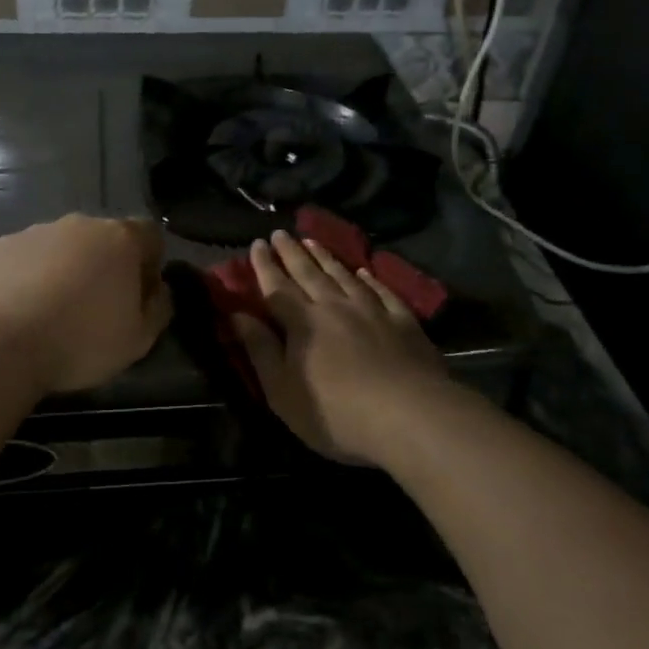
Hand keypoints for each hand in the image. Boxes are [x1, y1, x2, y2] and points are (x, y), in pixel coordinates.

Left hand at [0, 214, 171, 393]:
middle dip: (104, 265)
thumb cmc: (80, 341)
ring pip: (61, 247)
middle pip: (103, 238)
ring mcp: (35, 232)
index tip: (138, 296)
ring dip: (64, 270)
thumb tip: (160, 290)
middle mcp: (80, 224)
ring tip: (51, 313)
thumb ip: (159, 308)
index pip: (150, 234)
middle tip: (95, 308)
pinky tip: (18, 311)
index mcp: (121, 239)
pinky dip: (26, 277)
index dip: (149, 263)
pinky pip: (24, 258)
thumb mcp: (139, 340)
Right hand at [231, 230, 450, 464]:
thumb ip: (260, 350)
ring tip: (312, 241)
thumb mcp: (283, 391)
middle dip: (291, 253)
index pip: (277, 287)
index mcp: (303, 323)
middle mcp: (335, 306)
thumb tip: (237, 315)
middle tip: (280, 233)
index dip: (264, 266)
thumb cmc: (336, 413)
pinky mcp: (403, 322)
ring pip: (343, 276)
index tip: (256, 244)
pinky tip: (364, 272)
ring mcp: (372, 311)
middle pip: (309, 273)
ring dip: (325, 257)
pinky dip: (370, 279)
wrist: (410, 416)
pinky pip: (382, 292)